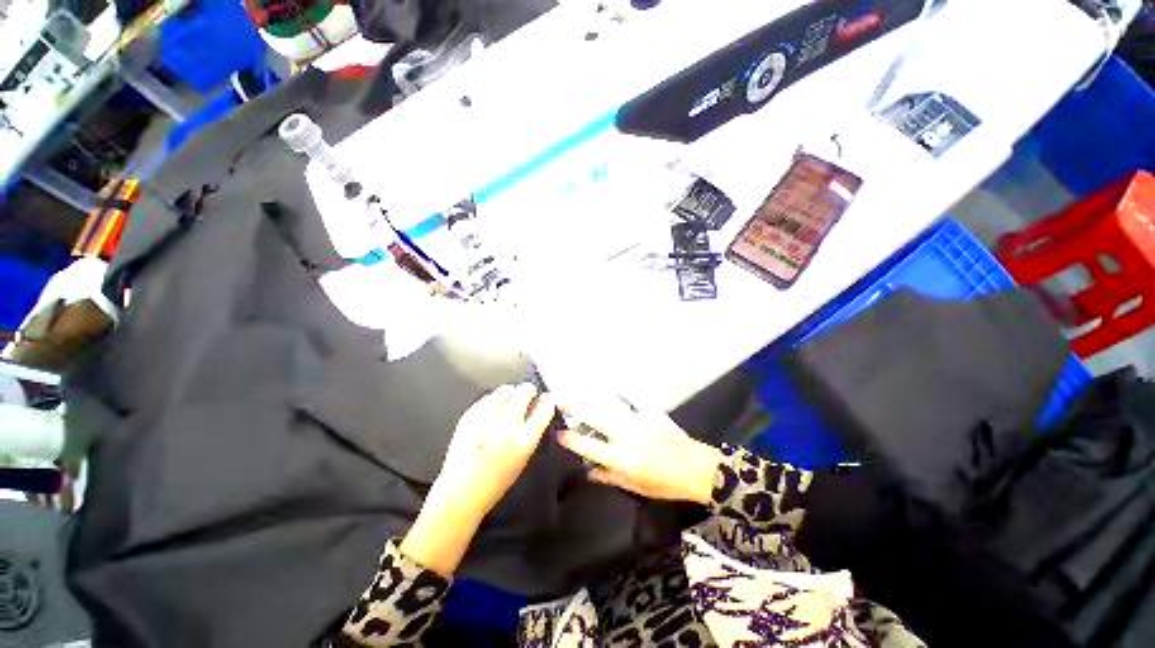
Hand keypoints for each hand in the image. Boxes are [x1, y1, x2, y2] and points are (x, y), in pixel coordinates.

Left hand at [402, 384, 554, 575]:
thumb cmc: (496, 480)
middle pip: (526, 390)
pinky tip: (491, 413)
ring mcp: (488, 416)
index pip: (545, 406)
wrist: (461, 490)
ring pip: (506, 389)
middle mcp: (509, 423)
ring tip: (507, 405)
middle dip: (529, 392)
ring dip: (511, 394)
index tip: (546, 399)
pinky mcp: (471, 414)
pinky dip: (493, 401)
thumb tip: (538, 408)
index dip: (547, 400)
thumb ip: (533, 430)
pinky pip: (488, 397)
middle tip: (526, 399)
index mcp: (526, 438)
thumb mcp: (524, 457)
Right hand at [556, 399, 722, 504]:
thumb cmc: (664, 484)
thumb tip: (588, 471)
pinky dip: (621, 392)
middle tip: (560, 400)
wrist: (696, 470)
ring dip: (593, 397)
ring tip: (579, 390)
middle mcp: (626, 436)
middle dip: (575, 409)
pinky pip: (633, 398)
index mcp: (621, 458)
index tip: (557, 432)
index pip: (589, 447)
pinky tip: (611, 386)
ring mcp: (639, 421)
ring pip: (610, 405)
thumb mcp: (635, 487)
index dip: (571, 439)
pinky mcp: (651, 412)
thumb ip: (609, 477)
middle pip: (596, 419)